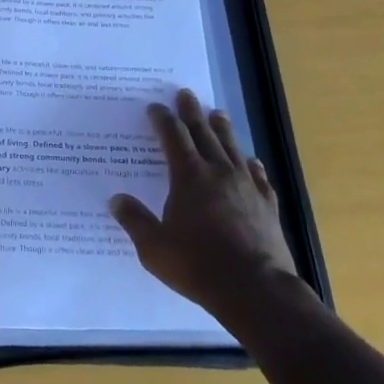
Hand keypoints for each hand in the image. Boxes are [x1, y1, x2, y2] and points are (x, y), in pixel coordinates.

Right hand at [110, 89, 305, 322]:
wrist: (256, 290)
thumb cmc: (198, 266)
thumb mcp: (154, 248)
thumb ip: (135, 221)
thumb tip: (116, 199)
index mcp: (188, 177)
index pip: (173, 137)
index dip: (163, 119)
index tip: (155, 107)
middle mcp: (218, 172)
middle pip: (203, 133)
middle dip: (192, 112)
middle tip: (186, 94)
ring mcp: (246, 186)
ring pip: (232, 147)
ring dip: (222, 129)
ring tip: (217, 113)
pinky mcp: (267, 204)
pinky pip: (258, 175)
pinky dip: (251, 164)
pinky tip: (251, 161)